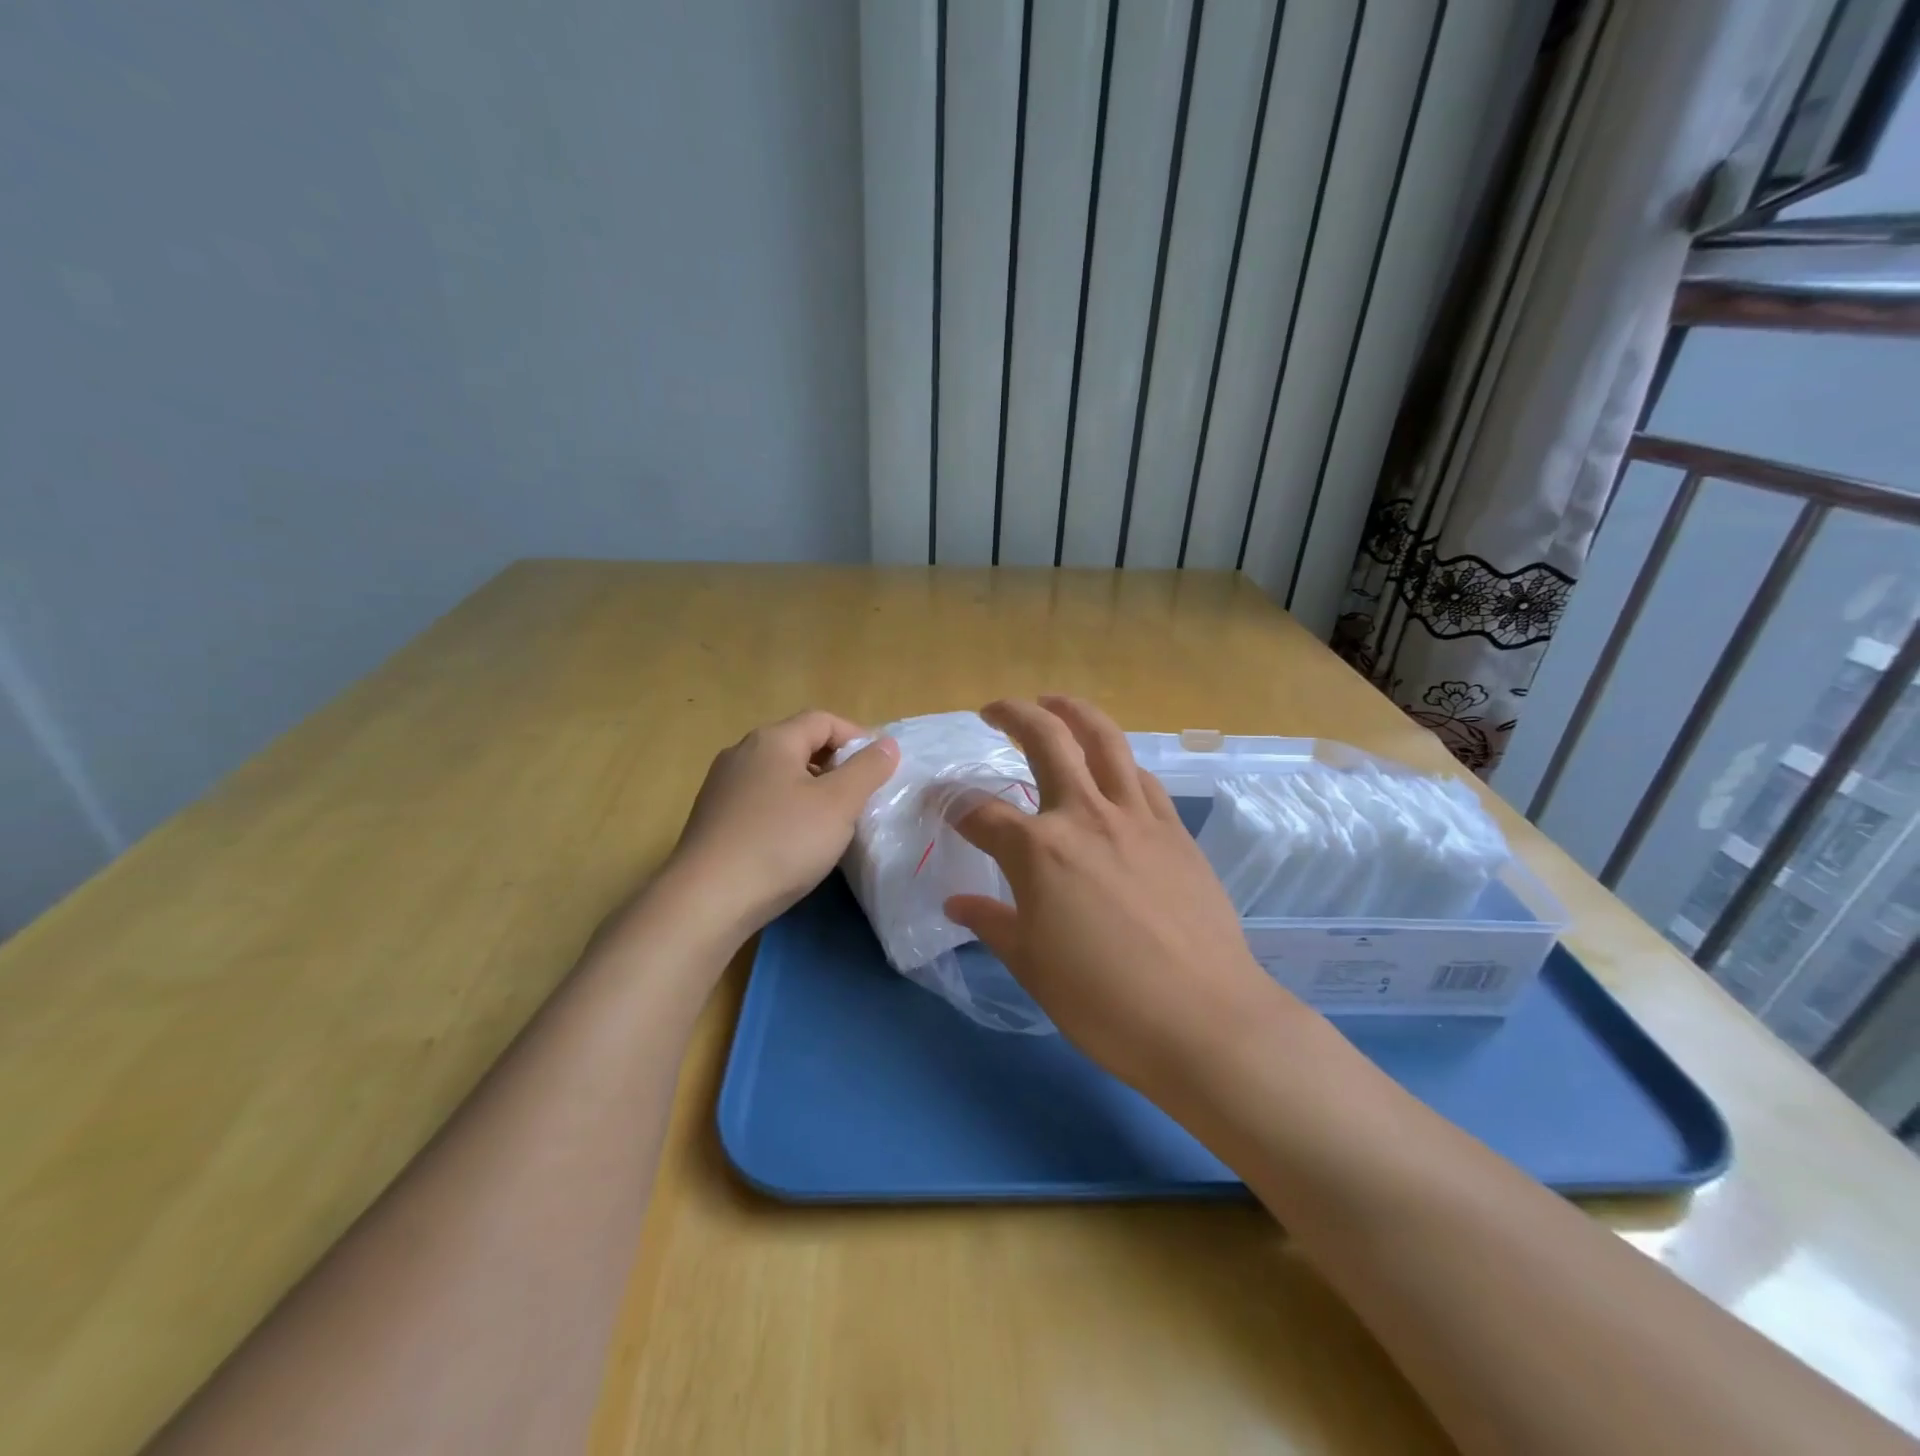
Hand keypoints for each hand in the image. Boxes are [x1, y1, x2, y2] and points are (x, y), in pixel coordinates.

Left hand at [657, 711, 898, 943]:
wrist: (708, 899)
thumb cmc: (782, 843)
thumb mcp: (838, 804)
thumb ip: (867, 770)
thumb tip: (887, 744)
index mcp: (773, 740)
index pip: (823, 720)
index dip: (857, 737)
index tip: (880, 768)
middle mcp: (742, 753)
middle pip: (798, 744)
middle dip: (834, 763)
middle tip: (860, 795)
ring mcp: (722, 786)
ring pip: (778, 774)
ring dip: (810, 788)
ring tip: (832, 820)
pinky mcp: (712, 818)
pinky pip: (760, 800)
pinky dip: (785, 808)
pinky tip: (794, 841)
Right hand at [944, 697, 1300, 1092]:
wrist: (1203, 1019)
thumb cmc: (1104, 1002)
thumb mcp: (1032, 966)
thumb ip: (992, 923)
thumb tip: (957, 902)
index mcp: (1038, 851)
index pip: (980, 813)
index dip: (951, 805)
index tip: (938, 804)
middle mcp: (1084, 816)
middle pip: (1044, 740)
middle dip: (1012, 714)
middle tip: (992, 710)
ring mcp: (1136, 817)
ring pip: (1104, 740)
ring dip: (1074, 712)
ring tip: (1055, 702)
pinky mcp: (1175, 830)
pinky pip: (1142, 778)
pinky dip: (1119, 760)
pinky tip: (1113, 767)